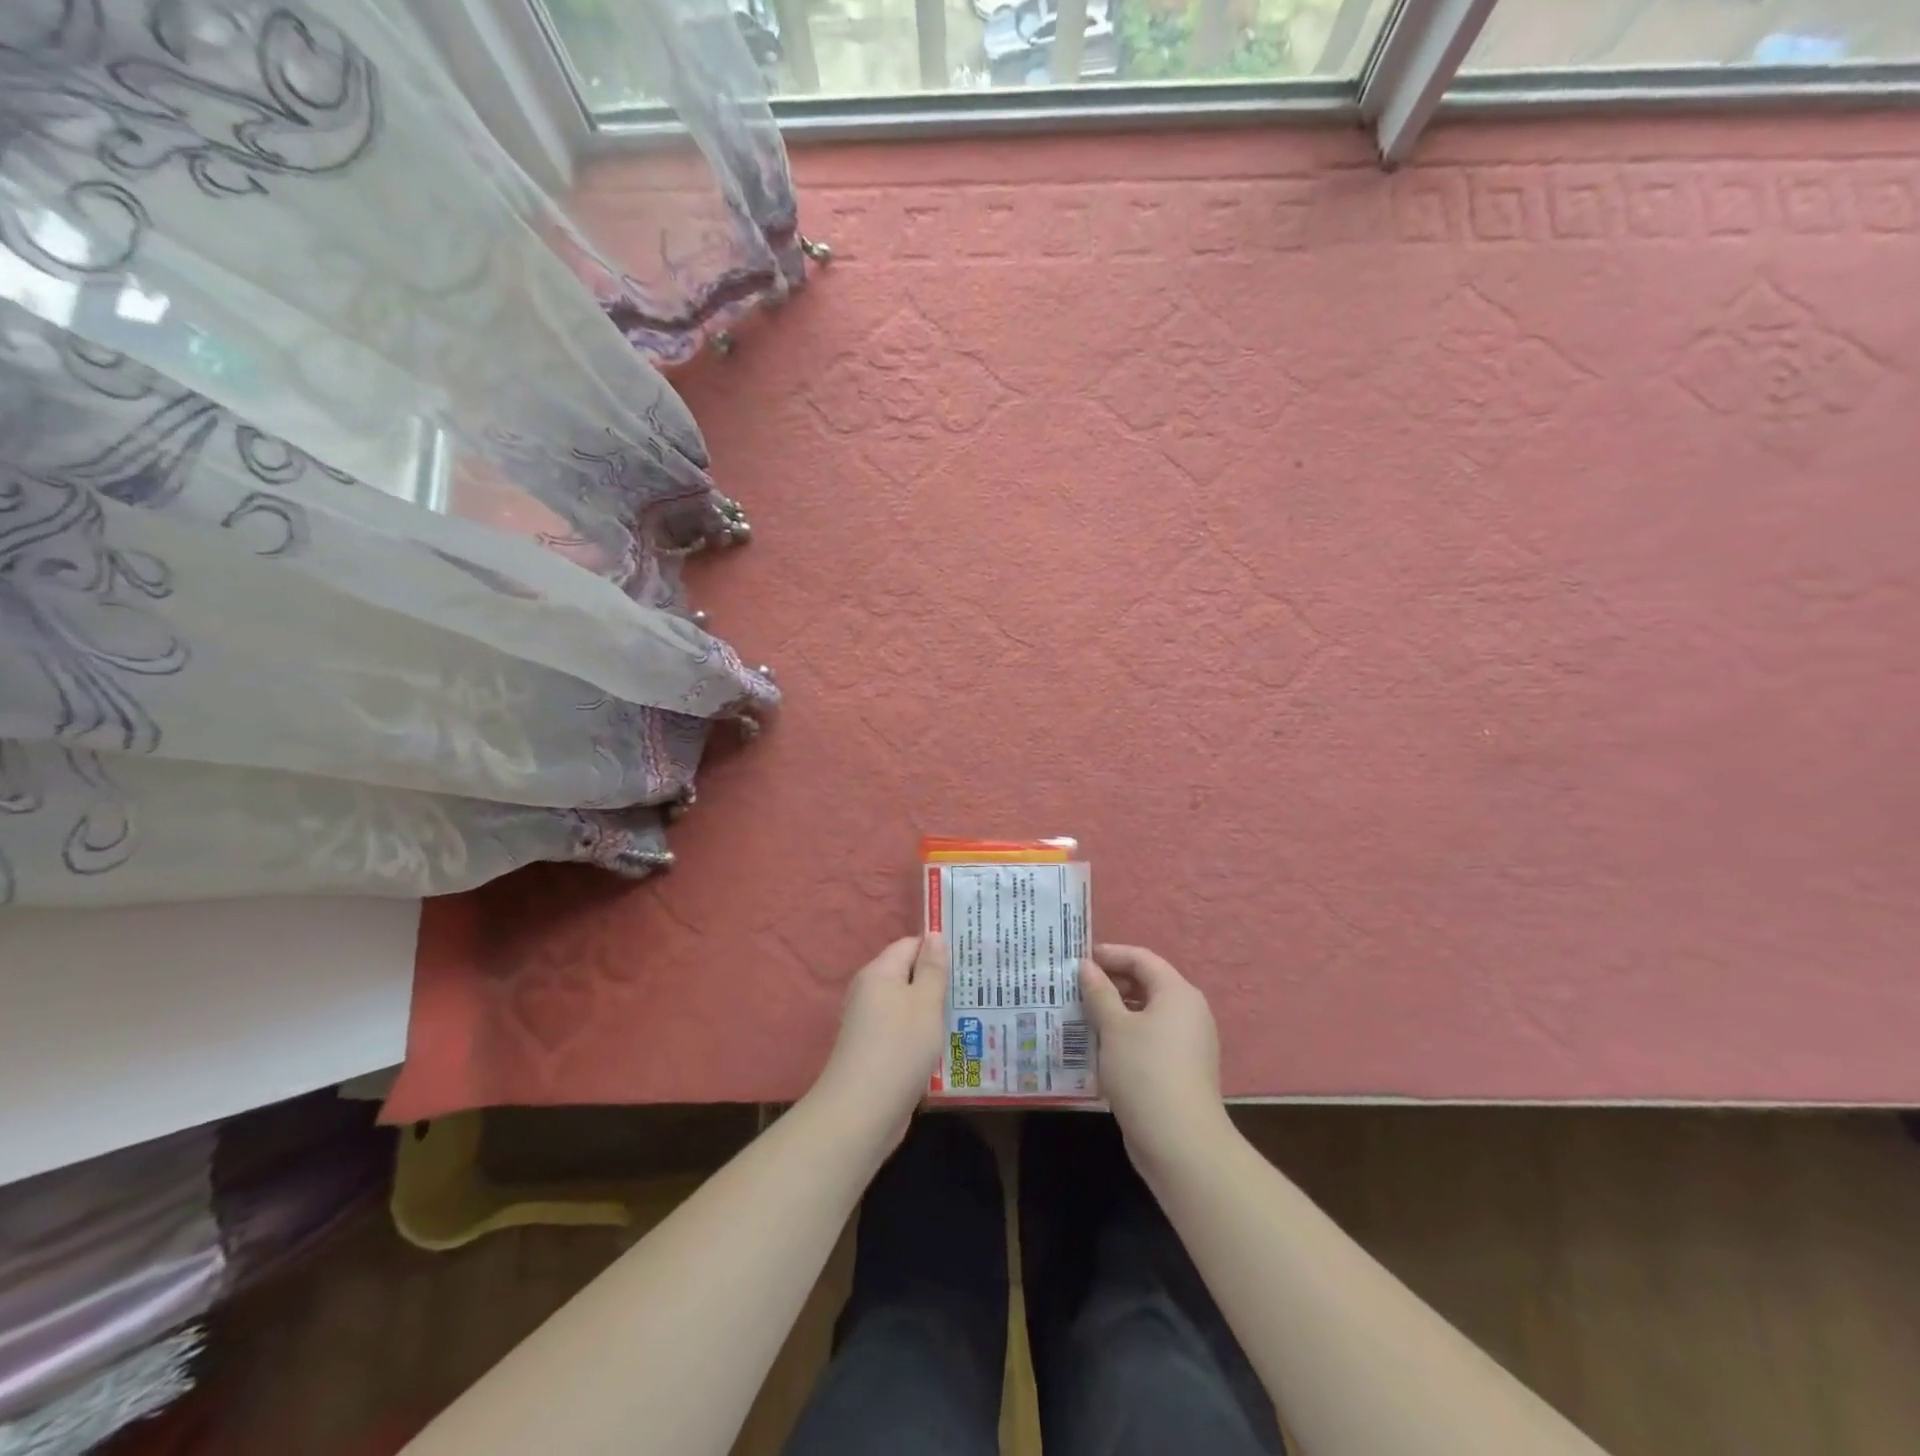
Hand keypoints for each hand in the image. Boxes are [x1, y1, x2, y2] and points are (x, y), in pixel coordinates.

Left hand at [809, 935, 949, 1151]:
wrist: (862, 1112)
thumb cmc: (899, 1048)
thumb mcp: (925, 1004)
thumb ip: (932, 969)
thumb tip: (935, 936)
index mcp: (879, 973)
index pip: (910, 945)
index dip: (937, 949)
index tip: (968, 959)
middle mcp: (869, 992)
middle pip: (908, 975)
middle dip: (938, 981)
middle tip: (975, 988)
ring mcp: (869, 1023)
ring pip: (907, 1005)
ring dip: (932, 1011)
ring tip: (968, 1015)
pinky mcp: (874, 1050)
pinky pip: (902, 1030)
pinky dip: (922, 1034)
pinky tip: (945, 1045)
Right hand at [1081, 944, 1231, 1176]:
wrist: (1180, 1143)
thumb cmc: (1144, 1072)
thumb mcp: (1114, 1028)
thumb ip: (1099, 992)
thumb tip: (1086, 966)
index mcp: (1177, 993)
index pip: (1142, 959)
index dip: (1110, 954)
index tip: (1078, 960)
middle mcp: (1189, 1012)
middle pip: (1146, 984)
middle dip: (1110, 984)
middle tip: (1075, 989)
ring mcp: (1188, 1043)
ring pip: (1146, 1014)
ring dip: (1114, 1012)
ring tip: (1081, 1016)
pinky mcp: (1181, 1069)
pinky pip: (1150, 1039)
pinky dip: (1125, 1036)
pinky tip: (1099, 1048)